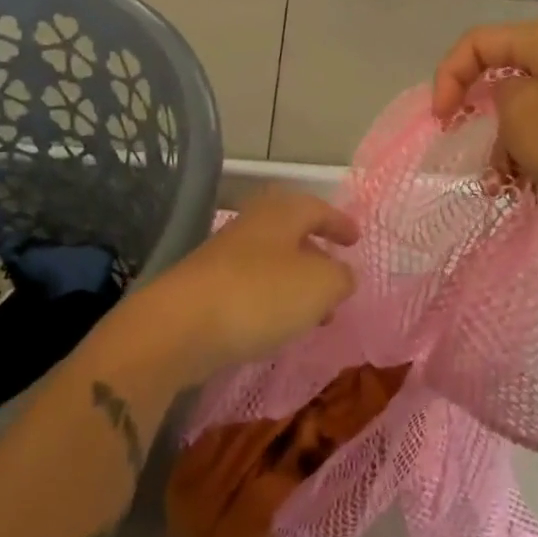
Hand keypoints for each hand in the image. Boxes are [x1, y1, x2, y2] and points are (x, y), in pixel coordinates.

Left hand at [132, 188, 355, 382]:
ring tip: (317, 316)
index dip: (339, 223)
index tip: (356, 240)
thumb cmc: (260, 294)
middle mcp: (252, 225)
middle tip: (338, 280)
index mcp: (281, 213)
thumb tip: (343, 274)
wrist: (181, 326)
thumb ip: (340, 277)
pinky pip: (252, 287)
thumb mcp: (319, 285)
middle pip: (292, 233)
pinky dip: (273, 301)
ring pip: (273, 262)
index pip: (317, 208)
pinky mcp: (207, 288)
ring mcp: (226, 256)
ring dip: (297, 284)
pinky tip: (279, 327)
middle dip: (317, 256)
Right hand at [431, 21, 537, 237]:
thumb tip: (505, 100)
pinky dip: (530, 152)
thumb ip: (495, 97)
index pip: (477, 42)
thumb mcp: (521, 117)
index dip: (448, 76)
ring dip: (503, 141)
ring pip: (523, 106)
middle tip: (459, 140)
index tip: (440, 119)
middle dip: (474, 110)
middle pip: (500, 72)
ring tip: (497, 181)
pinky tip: (521, 186)